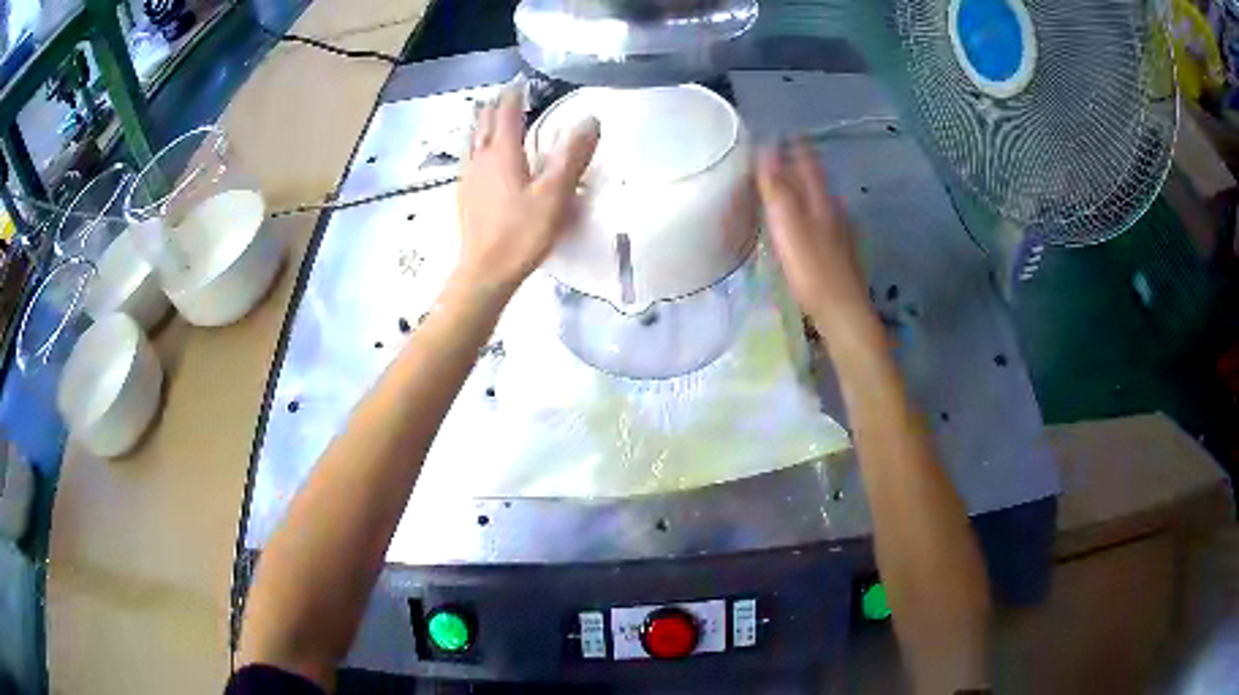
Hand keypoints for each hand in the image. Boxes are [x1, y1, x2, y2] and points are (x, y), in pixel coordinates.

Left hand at [455, 83, 600, 299]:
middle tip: (504, 94)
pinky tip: (478, 157)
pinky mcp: (465, 196)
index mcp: (502, 153)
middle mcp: (481, 159)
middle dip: (494, 106)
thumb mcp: (555, 194)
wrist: (485, 271)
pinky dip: (475, 146)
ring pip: (472, 141)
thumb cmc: (522, 233)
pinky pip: (468, 159)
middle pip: (484, 123)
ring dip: (480, 123)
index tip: (520, 81)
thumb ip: (572, 155)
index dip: (514, 95)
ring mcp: (469, 178)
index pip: (506, 113)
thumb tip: (590, 118)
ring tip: (485, 114)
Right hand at [757, 139, 880, 347]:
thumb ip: (777, 186)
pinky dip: (815, 214)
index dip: (795, 145)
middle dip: (801, 164)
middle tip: (782, 154)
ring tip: (792, 186)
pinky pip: (826, 222)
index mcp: (820, 199)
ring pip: (823, 201)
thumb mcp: (788, 224)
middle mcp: (834, 209)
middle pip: (817, 179)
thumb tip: (767, 147)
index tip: (783, 131)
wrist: (842, 311)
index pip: (807, 162)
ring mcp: (841, 232)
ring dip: (809, 189)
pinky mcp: (842, 253)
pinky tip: (811, 225)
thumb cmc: (811, 268)